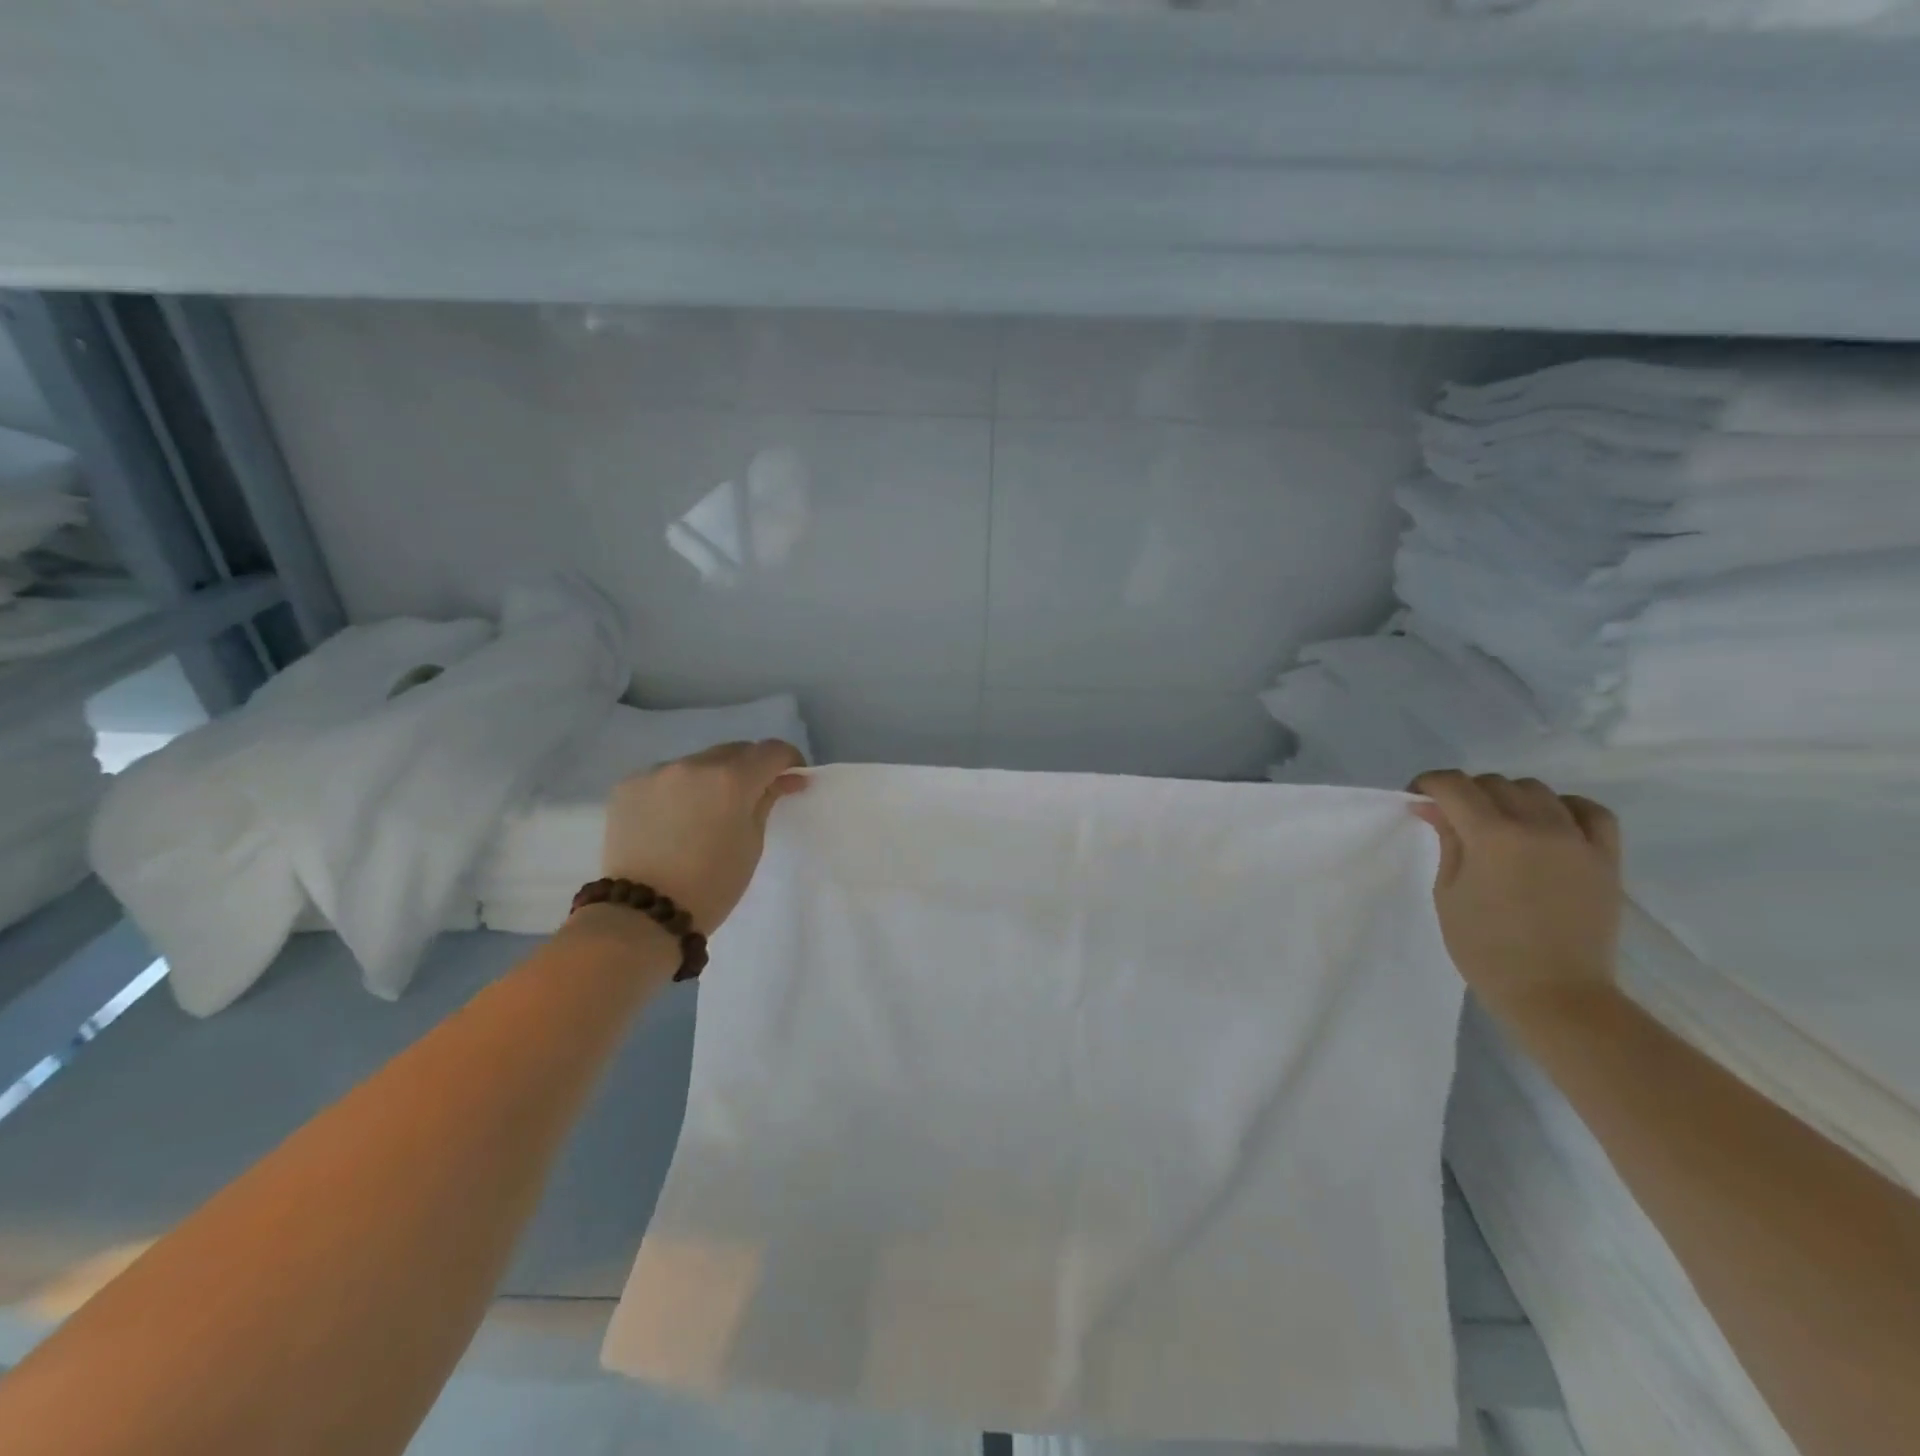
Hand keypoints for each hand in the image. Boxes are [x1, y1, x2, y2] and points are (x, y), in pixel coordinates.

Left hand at [600, 740, 808, 933]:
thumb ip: (766, 801)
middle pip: (734, 751)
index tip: (791, 778)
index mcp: (732, 780)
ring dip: (712, 777)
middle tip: (753, 795)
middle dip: (750, 767)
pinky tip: (674, 818)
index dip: (788, 761)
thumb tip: (783, 780)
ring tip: (707, 810)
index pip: (771, 751)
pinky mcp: (629, 785)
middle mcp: (694, 764)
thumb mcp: (752, 843)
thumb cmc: (712, 884)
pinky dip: (678, 789)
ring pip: (698, 762)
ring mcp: (657, 772)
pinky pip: (666, 776)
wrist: (643, 914)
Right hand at [1408, 770, 1622, 1007]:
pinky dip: (1564, 808)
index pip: (1454, 785)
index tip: (1417, 799)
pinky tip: (1549, 824)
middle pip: (1495, 783)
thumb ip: (1447, 841)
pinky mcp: (1606, 858)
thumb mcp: (1448, 892)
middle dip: (1466, 793)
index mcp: (1492, 836)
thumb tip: (1435, 808)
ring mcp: (1578, 840)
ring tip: (1499, 824)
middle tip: (1452, 818)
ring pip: (1538, 791)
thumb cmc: (1485, 948)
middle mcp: (1538, 826)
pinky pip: (1589, 812)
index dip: (1429, 784)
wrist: (1555, 993)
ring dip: (1509, 797)